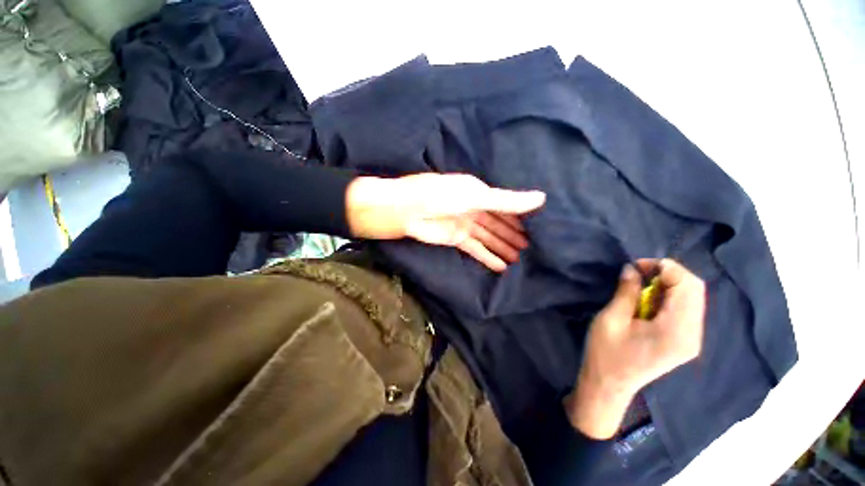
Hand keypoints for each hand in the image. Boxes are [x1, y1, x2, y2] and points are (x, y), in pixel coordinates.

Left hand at [345, 174, 545, 270]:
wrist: (406, 211)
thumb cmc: (440, 196)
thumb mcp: (476, 196)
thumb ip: (506, 201)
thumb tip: (541, 198)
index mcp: (479, 193)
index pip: (505, 206)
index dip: (520, 217)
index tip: (539, 228)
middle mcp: (473, 208)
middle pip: (498, 224)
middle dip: (513, 235)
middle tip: (533, 248)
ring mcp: (464, 225)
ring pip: (489, 238)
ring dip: (503, 248)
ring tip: (521, 260)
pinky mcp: (456, 240)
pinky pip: (476, 249)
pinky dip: (487, 257)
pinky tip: (501, 266)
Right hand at [565, 259, 705, 438]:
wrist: (609, 386)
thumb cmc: (605, 354)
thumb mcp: (611, 319)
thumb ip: (626, 291)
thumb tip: (632, 268)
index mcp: (676, 331)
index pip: (688, 286)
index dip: (665, 268)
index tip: (636, 265)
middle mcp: (693, 335)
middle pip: (695, 290)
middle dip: (668, 274)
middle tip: (637, 273)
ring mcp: (691, 340)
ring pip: (691, 298)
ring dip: (667, 285)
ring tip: (639, 285)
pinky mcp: (684, 341)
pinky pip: (685, 309)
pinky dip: (667, 297)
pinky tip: (647, 300)